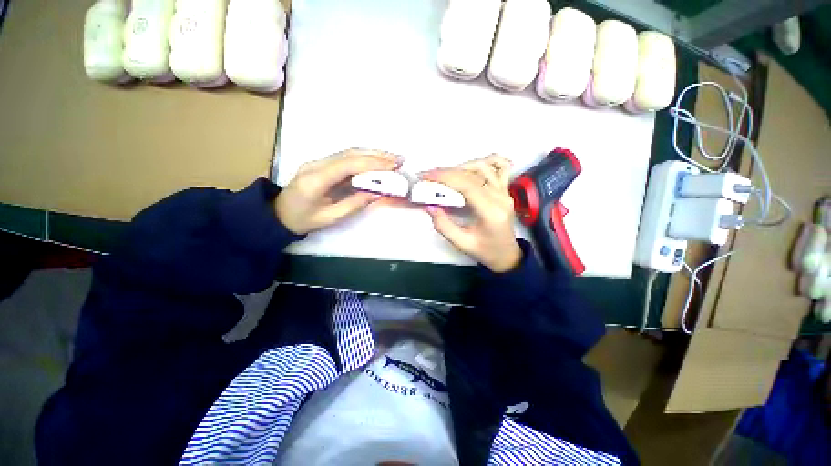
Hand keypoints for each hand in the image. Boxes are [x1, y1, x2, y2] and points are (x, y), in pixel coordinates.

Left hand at [276, 149, 400, 233]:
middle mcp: (316, 165)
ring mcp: (318, 162)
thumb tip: (377, 193)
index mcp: (316, 179)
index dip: (373, 163)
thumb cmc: (302, 220)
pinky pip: (345, 158)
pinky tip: (376, 161)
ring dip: (372, 154)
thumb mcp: (330, 218)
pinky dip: (363, 158)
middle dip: (376, 155)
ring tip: (391, 158)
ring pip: (348, 153)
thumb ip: (354, 204)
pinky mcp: (321, 164)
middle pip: (350, 154)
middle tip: (398, 159)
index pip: (349, 165)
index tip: (393, 165)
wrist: (277, 214)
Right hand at [421, 155, 521, 272]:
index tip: (426, 176)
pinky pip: (501, 168)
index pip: (468, 185)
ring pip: (485, 167)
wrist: (507, 254)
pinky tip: (473, 166)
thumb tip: (430, 206)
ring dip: (462, 166)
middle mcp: (501, 197)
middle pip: (473, 174)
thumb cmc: (485, 251)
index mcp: (491, 212)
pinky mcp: (505, 190)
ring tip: (445, 175)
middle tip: (429, 175)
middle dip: (447, 171)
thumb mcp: (462, 243)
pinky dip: (487, 161)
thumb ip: (444, 226)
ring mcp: (505, 192)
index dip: (445, 177)